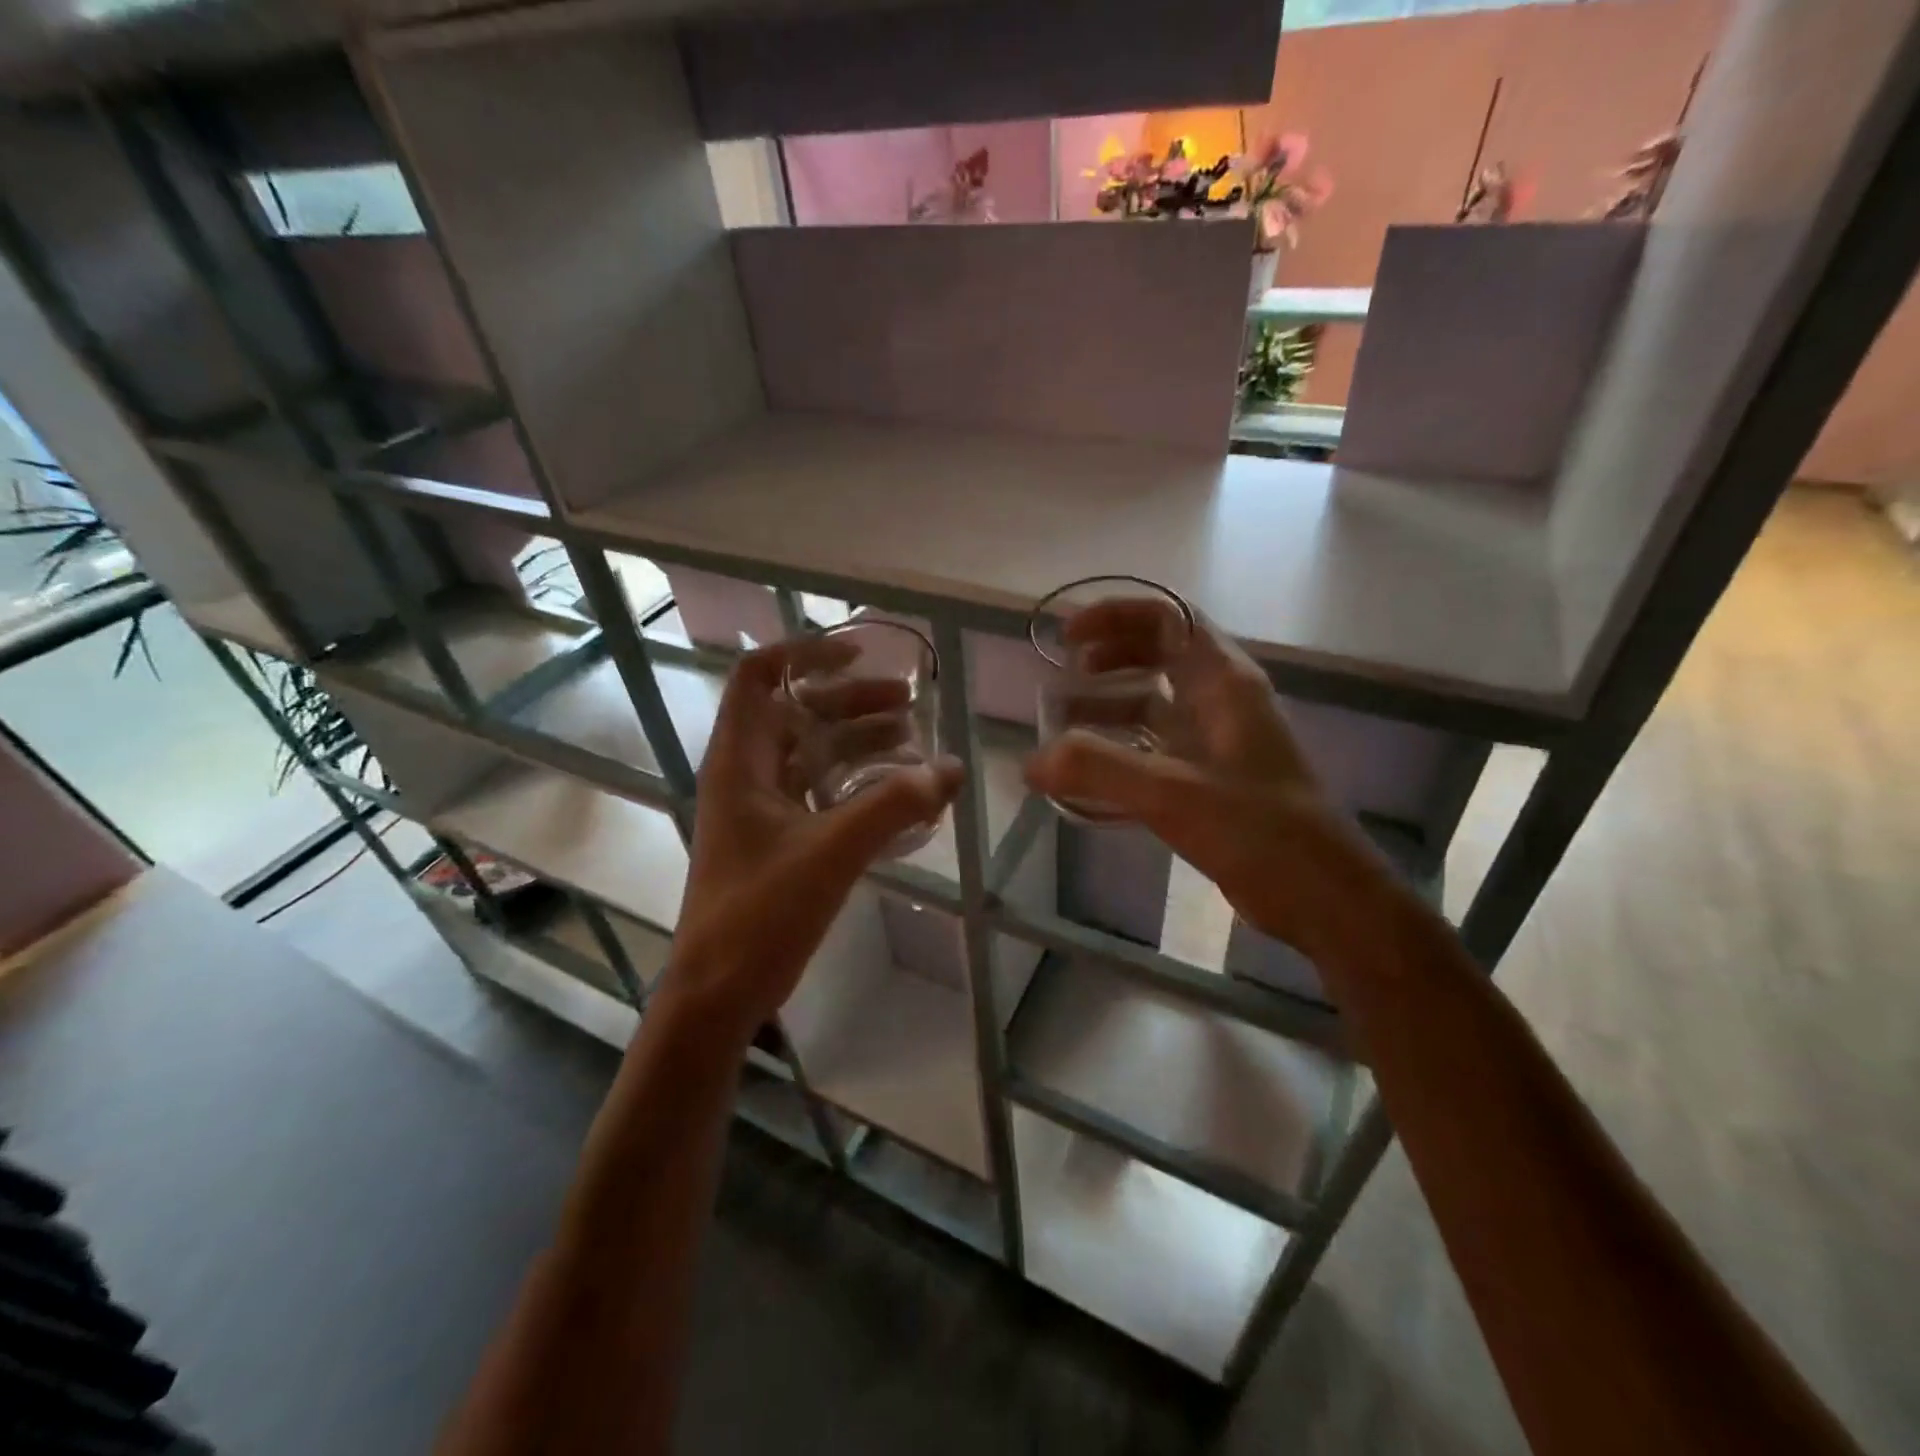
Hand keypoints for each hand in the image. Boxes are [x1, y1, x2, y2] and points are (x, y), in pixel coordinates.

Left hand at [664, 638, 962, 1042]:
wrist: (720, 991)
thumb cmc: (761, 912)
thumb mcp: (831, 851)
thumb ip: (894, 805)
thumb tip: (952, 768)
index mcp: (740, 761)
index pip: (758, 677)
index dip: (804, 655)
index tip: (859, 655)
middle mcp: (747, 774)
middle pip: (797, 713)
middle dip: (851, 700)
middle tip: (907, 702)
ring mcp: (762, 808)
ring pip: (813, 754)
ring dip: (859, 741)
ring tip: (913, 741)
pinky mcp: (779, 839)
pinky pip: (821, 792)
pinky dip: (857, 782)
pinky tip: (898, 791)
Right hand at [1025, 599, 1398, 964]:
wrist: (1323, 897)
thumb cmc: (1260, 831)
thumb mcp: (1173, 794)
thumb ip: (1099, 770)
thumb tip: (1032, 761)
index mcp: (1224, 683)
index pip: (1168, 618)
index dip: (1116, 616)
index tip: (1069, 638)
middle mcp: (1221, 702)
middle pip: (1160, 654)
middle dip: (1109, 656)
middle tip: (1063, 674)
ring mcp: (1217, 743)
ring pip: (1156, 704)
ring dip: (1110, 704)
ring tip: (1063, 724)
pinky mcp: (1210, 781)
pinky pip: (1156, 748)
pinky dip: (1120, 749)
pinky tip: (1089, 775)